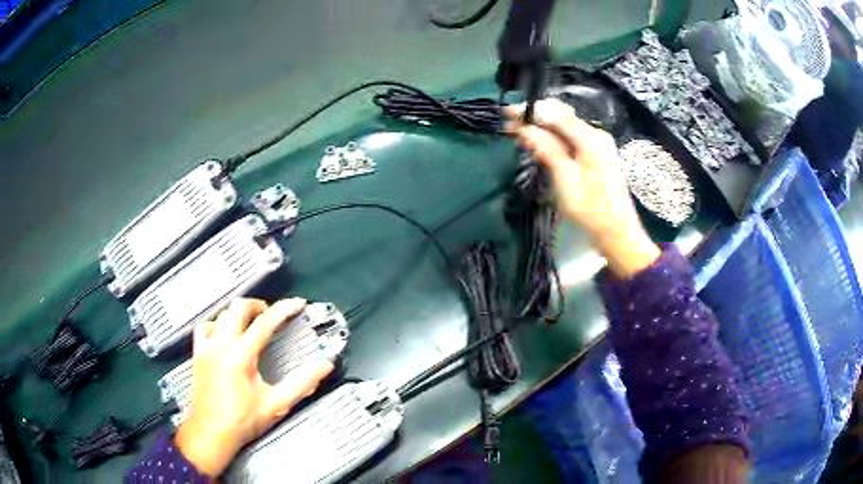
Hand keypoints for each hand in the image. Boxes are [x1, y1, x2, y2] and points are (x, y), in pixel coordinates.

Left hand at [175, 298, 333, 475]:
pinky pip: (204, 328)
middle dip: (258, 304)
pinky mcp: (198, 355)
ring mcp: (207, 348)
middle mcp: (221, 346)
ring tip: (251, 320)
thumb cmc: (240, 421)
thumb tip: (322, 368)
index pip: (265, 322)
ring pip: (221, 314)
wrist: (211, 433)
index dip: (284, 309)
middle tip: (272, 312)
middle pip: (238, 308)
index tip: (296, 305)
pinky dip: (217, 324)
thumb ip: (302, 383)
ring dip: (238, 312)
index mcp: (241, 355)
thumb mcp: (276, 404)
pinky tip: (223, 332)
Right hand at [505, 99, 659, 277]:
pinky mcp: (596, 156)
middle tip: (509, 121)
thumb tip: (525, 128)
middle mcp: (595, 135)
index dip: (531, 111)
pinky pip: (571, 138)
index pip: (556, 114)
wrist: (616, 231)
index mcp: (590, 137)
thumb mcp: (565, 177)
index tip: (507, 113)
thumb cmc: (590, 207)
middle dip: (535, 116)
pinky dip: (553, 137)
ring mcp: (598, 145)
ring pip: (565, 127)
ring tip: (519, 130)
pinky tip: (540, 141)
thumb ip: (546, 148)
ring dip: (542, 126)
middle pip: (562, 116)